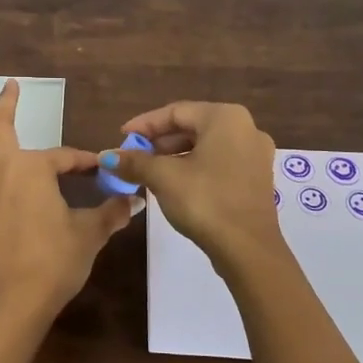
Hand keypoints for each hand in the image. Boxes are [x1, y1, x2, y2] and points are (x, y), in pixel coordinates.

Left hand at [0, 81, 133, 362]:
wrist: (15, 302)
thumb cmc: (56, 262)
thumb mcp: (91, 234)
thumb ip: (111, 213)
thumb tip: (134, 201)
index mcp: (34, 170)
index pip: (65, 158)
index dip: (84, 162)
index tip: (100, 168)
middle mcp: (1, 171)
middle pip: (1, 129)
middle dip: (7, 104)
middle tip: (10, 85)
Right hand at [100, 101, 283, 264]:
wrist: (248, 250)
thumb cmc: (205, 201)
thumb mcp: (163, 178)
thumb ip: (134, 162)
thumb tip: (106, 156)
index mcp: (225, 117)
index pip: (176, 112)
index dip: (145, 124)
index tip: (122, 137)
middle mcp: (246, 128)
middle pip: (192, 126)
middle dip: (159, 141)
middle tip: (133, 155)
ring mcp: (255, 154)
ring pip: (206, 145)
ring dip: (175, 155)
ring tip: (148, 170)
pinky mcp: (257, 178)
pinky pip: (219, 162)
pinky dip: (195, 167)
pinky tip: (174, 183)